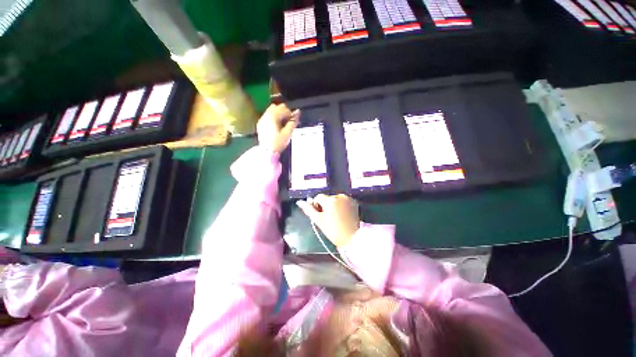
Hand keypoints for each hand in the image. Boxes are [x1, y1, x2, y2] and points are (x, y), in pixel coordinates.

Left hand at [257, 104, 299, 153]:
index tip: (294, 123)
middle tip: (289, 123)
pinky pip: (268, 116)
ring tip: (283, 125)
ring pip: (272, 110)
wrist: (267, 152)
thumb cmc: (278, 143)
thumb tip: (298, 111)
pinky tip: (277, 127)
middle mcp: (266, 115)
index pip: (284, 109)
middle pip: (278, 107)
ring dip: (279, 115)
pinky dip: (274, 118)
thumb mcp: (288, 133)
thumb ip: (293, 121)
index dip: (291, 115)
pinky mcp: (261, 124)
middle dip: (285, 113)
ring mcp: (262, 119)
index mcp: (273, 116)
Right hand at [297, 194, 359, 246]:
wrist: (351, 238)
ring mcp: (348, 198)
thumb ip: (308, 209)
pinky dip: (341, 205)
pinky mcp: (354, 202)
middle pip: (327, 198)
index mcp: (330, 200)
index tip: (320, 215)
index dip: (317, 206)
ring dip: (333, 205)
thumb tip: (299, 202)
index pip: (318, 197)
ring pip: (335, 199)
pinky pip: (343, 201)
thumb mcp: (318, 220)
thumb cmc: (333, 230)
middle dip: (325, 205)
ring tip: (336, 217)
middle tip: (328, 217)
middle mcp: (339, 196)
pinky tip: (342, 215)